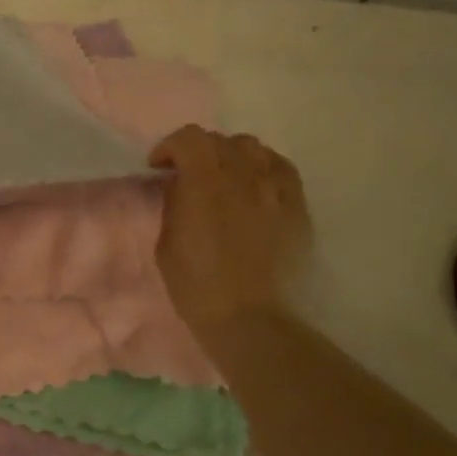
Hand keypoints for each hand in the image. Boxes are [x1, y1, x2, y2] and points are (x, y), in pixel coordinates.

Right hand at [149, 126, 309, 332]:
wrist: (249, 317)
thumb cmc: (196, 284)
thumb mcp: (167, 241)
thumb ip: (174, 203)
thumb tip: (180, 187)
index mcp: (204, 182)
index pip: (188, 138)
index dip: (169, 147)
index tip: (159, 168)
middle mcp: (242, 175)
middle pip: (219, 140)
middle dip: (198, 151)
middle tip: (188, 175)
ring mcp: (274, 189)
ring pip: (253, 148)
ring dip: (232, 155)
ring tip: (225, 177)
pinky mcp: (297, 206)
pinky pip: (281, 169)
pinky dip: (263, 168)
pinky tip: (255, 186)